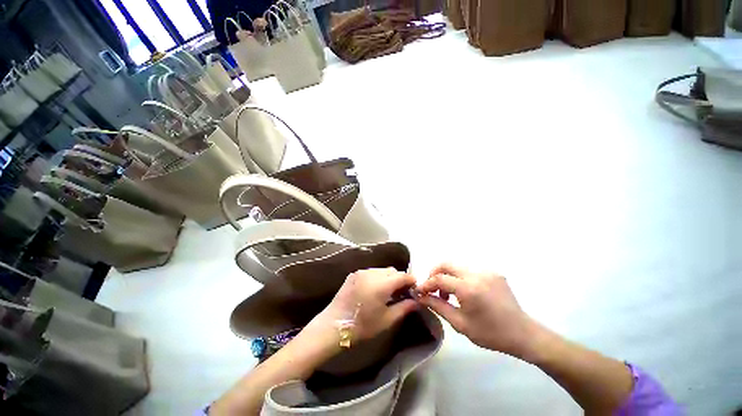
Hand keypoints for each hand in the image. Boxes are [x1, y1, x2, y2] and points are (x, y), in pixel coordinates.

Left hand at [314, 268, 417, 343]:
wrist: (334, 325)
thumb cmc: (362, 326)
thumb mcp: (386, 320)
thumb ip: (404, 308)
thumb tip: (416, 301)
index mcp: (382, 284)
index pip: (402, 275)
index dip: (411, 280)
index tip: (415, 288)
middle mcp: (372, 273)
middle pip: (392, 271)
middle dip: (399, 278)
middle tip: (401, 292)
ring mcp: (362, 272)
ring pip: (381, 270)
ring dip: (388, 277)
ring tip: (388, 291)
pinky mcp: (354, 274)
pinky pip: (371, 272)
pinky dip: (377, 277)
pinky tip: (375, 289)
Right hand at [417, 264, 541, 358]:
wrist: (523, 334)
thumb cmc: (490, 333)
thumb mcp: (460, 324)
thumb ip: (438, 307)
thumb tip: (420, 296)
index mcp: (469, 289)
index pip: (439, 278)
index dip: (426, 284)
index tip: (420, 291)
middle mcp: (477, 274)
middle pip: (446, 264)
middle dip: (434, 273)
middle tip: (432, 288)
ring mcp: (486, 271)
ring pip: (457, 266)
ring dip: (447, 276)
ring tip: (448, 294)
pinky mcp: (493, 272)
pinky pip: (469, 270)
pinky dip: (460, 278)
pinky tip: (464, 292)